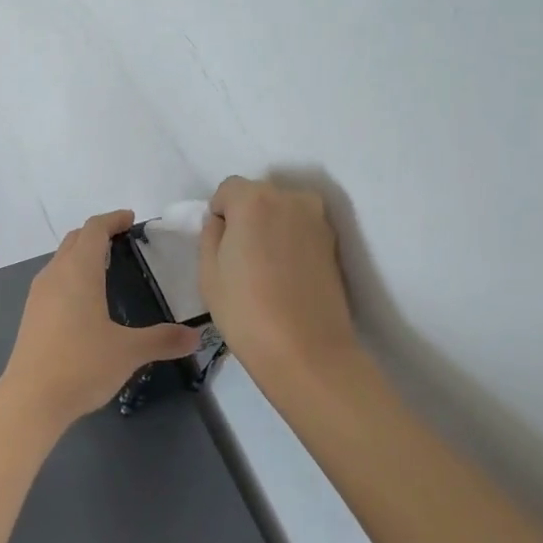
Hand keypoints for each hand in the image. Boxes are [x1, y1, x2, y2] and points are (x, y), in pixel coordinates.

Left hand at [0, 210, 201, 427]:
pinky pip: (54, 279)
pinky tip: (86, 300)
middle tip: (122, 240)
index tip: (130, 219)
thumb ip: (163, 340)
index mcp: (79, 271)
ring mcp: (39, 293)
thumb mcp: (128, 352)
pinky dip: (71, 274)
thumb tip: (196, 336)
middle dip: (98, 233)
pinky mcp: (32, 313)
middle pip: (75, 239)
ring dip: (82, 254)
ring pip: (61, 258)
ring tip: (107, 267)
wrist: (31, 399)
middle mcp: (55, 274)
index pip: (94, 229)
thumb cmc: (81, 365)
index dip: (113, 219)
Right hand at [200, 177, 360, 382]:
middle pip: (258, 195)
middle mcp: (291, 198)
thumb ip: (210, 233)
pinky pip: (301, 230)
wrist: (308, 352)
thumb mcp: (208, 271)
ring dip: (270, 228)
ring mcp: (317, 220)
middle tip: (241, 258)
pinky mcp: (334, 243)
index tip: (220, 247)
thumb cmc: (246, 311)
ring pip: (282, 211)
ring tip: (265, 269)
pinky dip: (290, 242)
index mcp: (254, 198)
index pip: (228, 189)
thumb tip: (222, 222)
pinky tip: (285, 276)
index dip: (219, 215)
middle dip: (246, 217)